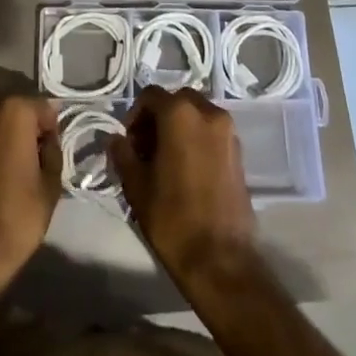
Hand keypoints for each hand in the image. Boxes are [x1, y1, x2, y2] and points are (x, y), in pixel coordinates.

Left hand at [0, 94, 61, 283]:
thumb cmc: (18, 215)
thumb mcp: (51, 184)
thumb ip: (52, 149)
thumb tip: (47, 139)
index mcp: (15, 112)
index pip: (43, 106)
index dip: (51, 127)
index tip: (53, 147)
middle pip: (13, 106)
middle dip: (25, 122)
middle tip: (33, 151)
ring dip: (2, 130)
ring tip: (11, 159)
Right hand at [109, 88, 255, 285]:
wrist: (220, 260)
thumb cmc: (173, 218)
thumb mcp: (136, 185)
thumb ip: (123, 154)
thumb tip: (115, 139)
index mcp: (180, 113)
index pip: (151, 95)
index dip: (135, 115)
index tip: (129, 142)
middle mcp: (208, 112)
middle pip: (177, 101)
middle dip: (159, 118)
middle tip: (145, 148)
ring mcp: (228, 132)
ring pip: (196, 115)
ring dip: (179, 127)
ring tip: (165, 160)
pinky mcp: (239, 152)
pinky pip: (212, 132)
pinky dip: (197, 139)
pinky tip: (186, 170)